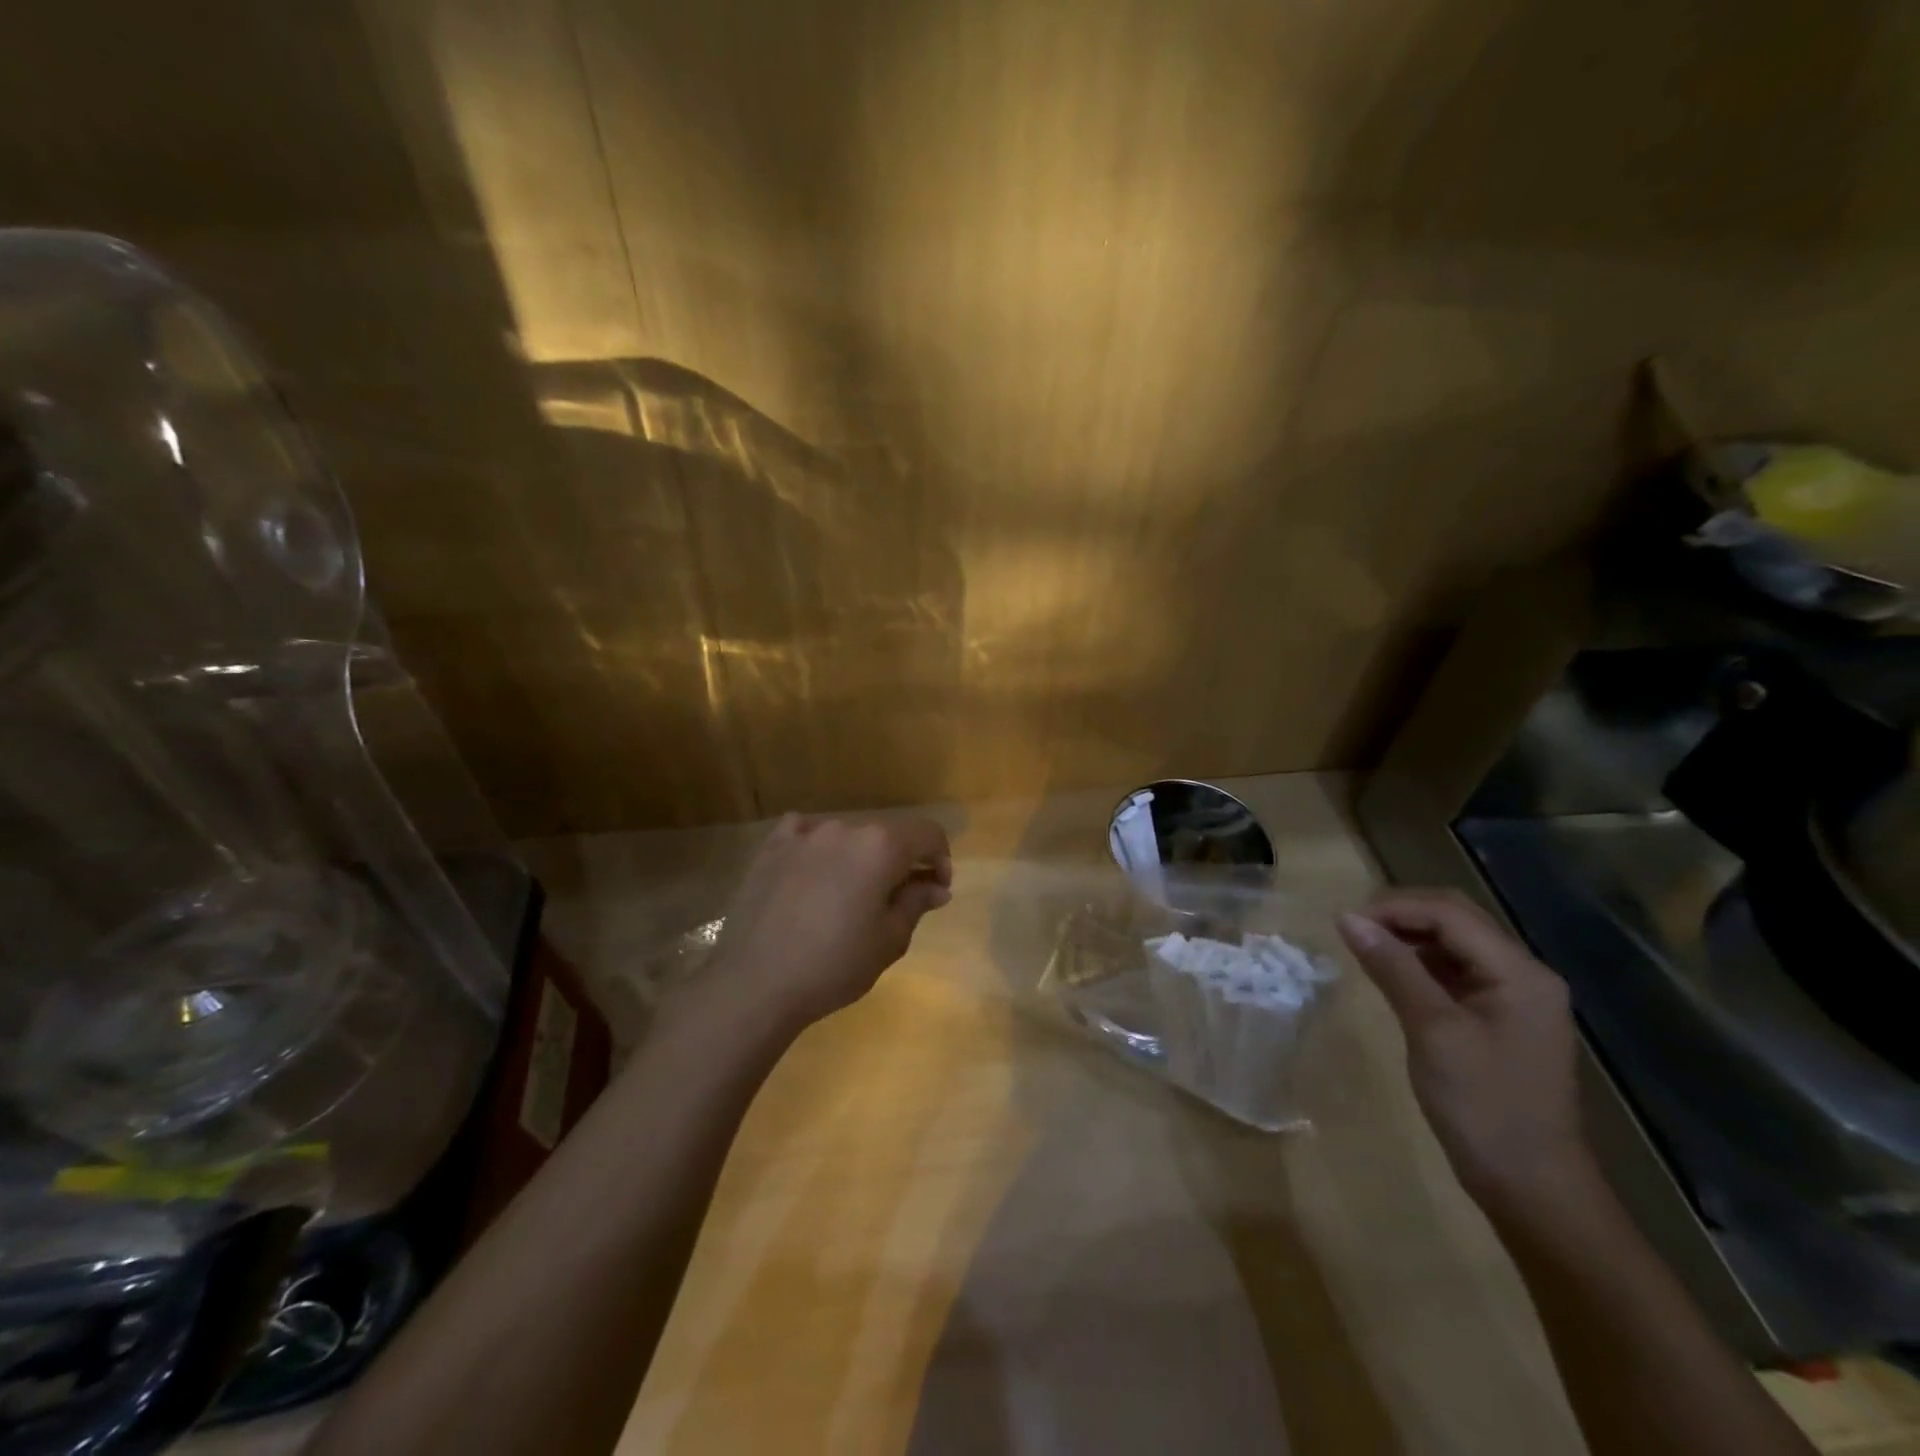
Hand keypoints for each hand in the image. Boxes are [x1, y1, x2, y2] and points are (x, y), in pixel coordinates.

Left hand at [699, 814, 952, 1032]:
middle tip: (899, 899)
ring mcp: (804, 834)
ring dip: (862, 856)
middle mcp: (845, 828)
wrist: (756, 982)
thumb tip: (936, 887)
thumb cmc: (834, 965)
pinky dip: (818, 846)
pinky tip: (814, 871)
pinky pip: (805, 833)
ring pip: (848, 835)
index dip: (940, 858)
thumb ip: (916, 903)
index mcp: (881, 846)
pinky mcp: (772, 847)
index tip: (936, 890)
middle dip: (902, 860)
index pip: (928, 833)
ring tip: (853, 895)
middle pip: (888, 833)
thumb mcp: (889, 940)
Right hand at [1338, 890, 1593, 1218]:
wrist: (1533, 1189)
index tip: (1344, 923)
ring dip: (1408, 938)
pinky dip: (1419, 965)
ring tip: (1363, 949)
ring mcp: (1514, 998)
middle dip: (1401, 916)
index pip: (1450, 913)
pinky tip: (1390, 976)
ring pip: (1454, 945)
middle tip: (1351, 929)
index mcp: (1519, 972)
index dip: (1394, 908)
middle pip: (1456, 920)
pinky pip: (1455, 973)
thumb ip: (1393, 968)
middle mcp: (1523, 974)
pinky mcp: (1499, 1020)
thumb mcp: (1432, 1031)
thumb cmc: (1484, 1106)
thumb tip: (1347, 919)